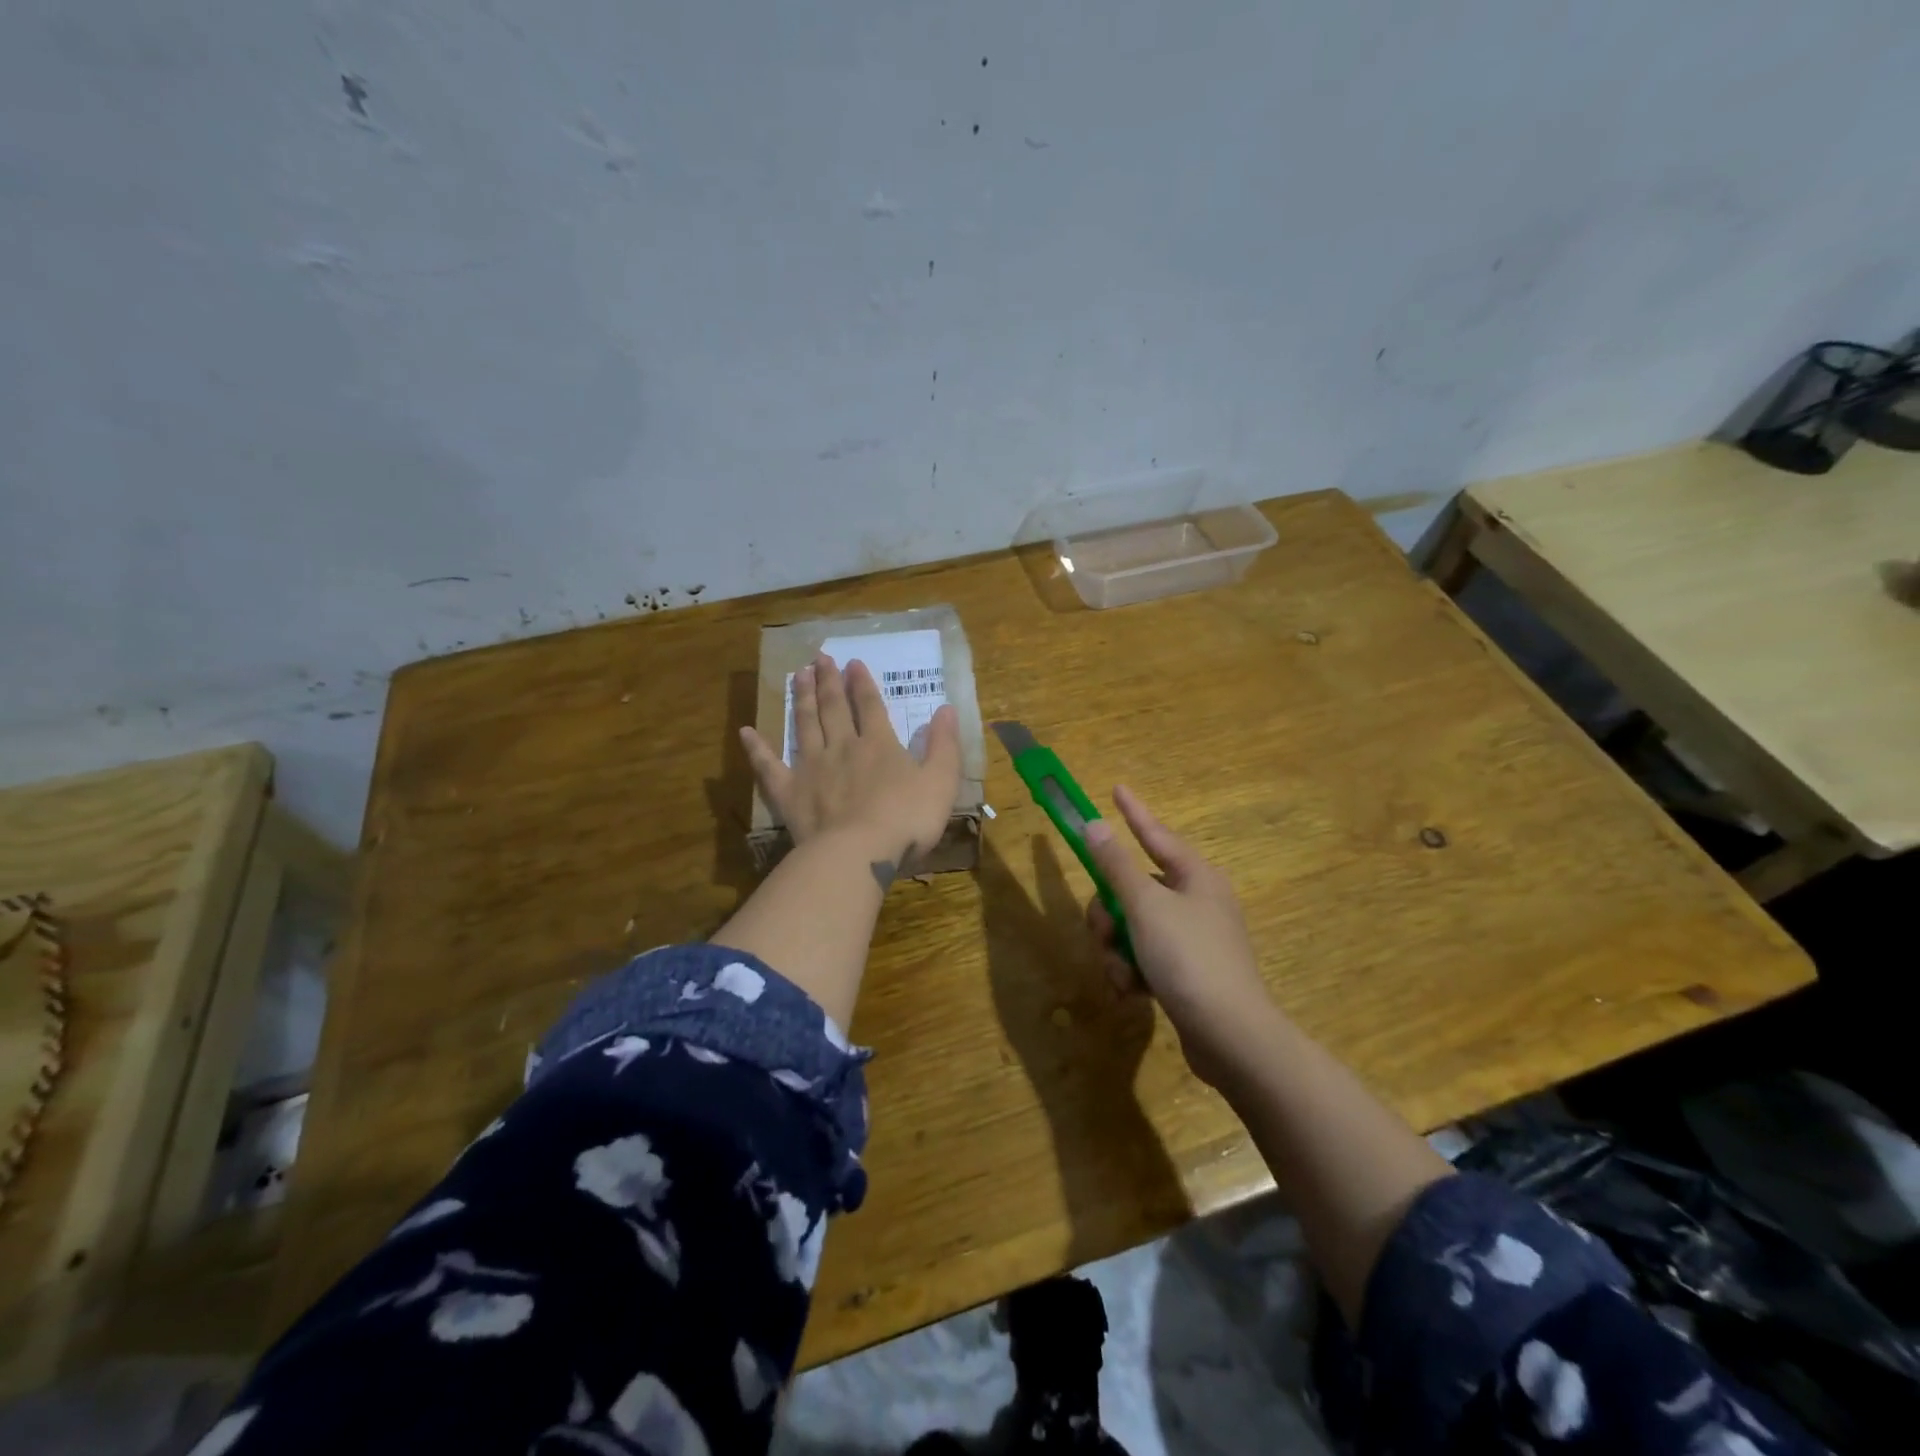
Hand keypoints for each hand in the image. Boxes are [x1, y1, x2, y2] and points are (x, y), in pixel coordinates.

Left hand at [740, 653, 961, 883]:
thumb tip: (946, 709)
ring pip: (805, 725)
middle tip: (819, 658)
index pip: (870, 706)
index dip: (862, 683)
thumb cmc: (906, 819)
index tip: (852, 662)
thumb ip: (944, 745)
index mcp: (879, 745)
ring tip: (796, 675)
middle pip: (834, 709)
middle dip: (828, 682)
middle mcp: (842, 748)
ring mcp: (812, 768)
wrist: (860, 853)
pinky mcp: (789, 792)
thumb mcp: (941, 781)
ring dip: (801, 699)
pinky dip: (756, 748)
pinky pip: (768, 766)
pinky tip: (746, 732)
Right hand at [1083, 785, 1275, 1083]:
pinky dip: (1133, 971)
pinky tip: (1132, 994)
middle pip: (1134, 889)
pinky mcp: (1188, 973)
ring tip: (1123, 975)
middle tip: (1105, 932)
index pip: (1155, 834)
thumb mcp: (1146, 907)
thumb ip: (1116, 865)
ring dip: (1117, 950)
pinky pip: (1146, 957)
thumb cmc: (1189, 958)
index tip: (1116, 788)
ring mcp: (1194, 939)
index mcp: (1195, 877)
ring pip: (1134, 927)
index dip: (1132, 811)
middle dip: (1111, 913)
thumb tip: (1095, 824)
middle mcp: (1197, 901)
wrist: (1231, 1037)